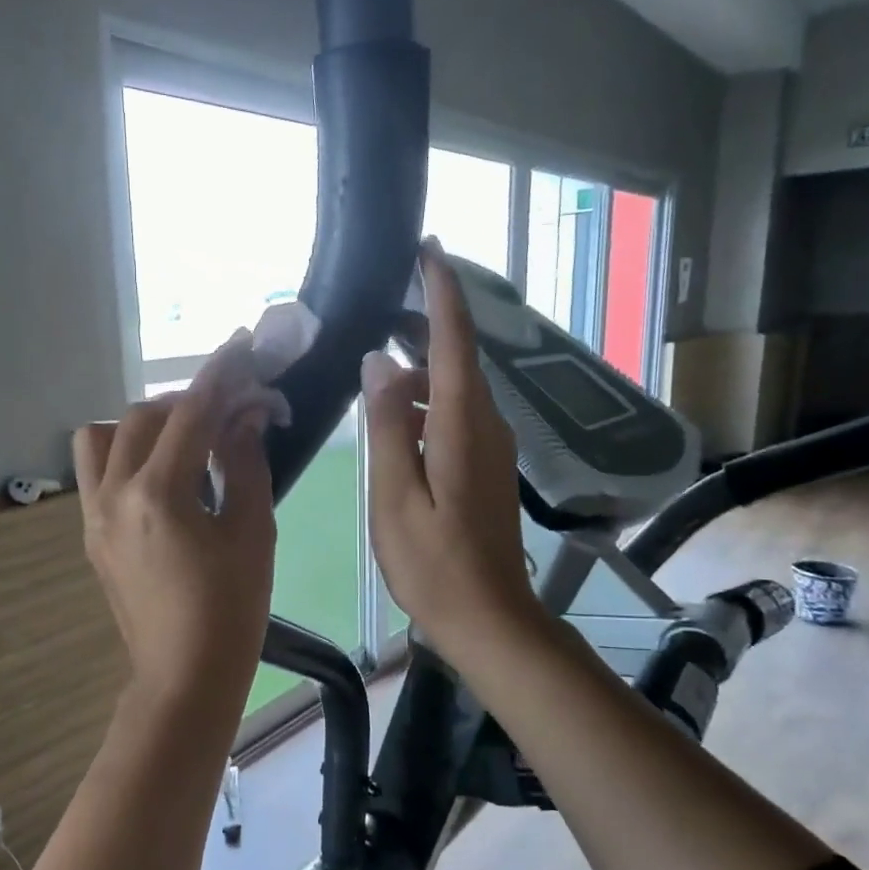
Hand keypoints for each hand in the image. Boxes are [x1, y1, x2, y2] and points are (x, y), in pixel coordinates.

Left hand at [74, 332, 277, 709]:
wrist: (184, 675)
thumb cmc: (232, 610)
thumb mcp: (253, 533)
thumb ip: (246, 464)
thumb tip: (246, 417)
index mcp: (159, 494)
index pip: (191, 414)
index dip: (221, 374)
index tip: (243, 344)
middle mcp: (114, 494)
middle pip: (143, 417)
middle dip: (189, 400)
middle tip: (231, 407)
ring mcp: (95, 515)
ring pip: (103, 437)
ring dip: (145, 424)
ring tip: (185, 439)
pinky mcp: (92, 534)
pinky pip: (97, 472)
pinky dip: (127, 454)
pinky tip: (164, 474)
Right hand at [362, 241, 536, 664]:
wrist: (490, 619)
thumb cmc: (434, 565)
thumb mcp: (395, 498)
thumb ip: (387, 427)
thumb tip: (380, 362)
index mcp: (462, 426)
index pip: (455, 341)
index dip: (442, 292)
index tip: (428, 250)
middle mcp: (486, 426)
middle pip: (458, 359)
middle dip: (425, 326)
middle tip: (380, 310)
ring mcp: (491, 449)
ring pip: (456, 388)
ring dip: (421, 369)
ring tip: (377, 369)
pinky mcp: (486, 468)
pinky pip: (456, 416)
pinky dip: (427, 402)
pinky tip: (396, 420)